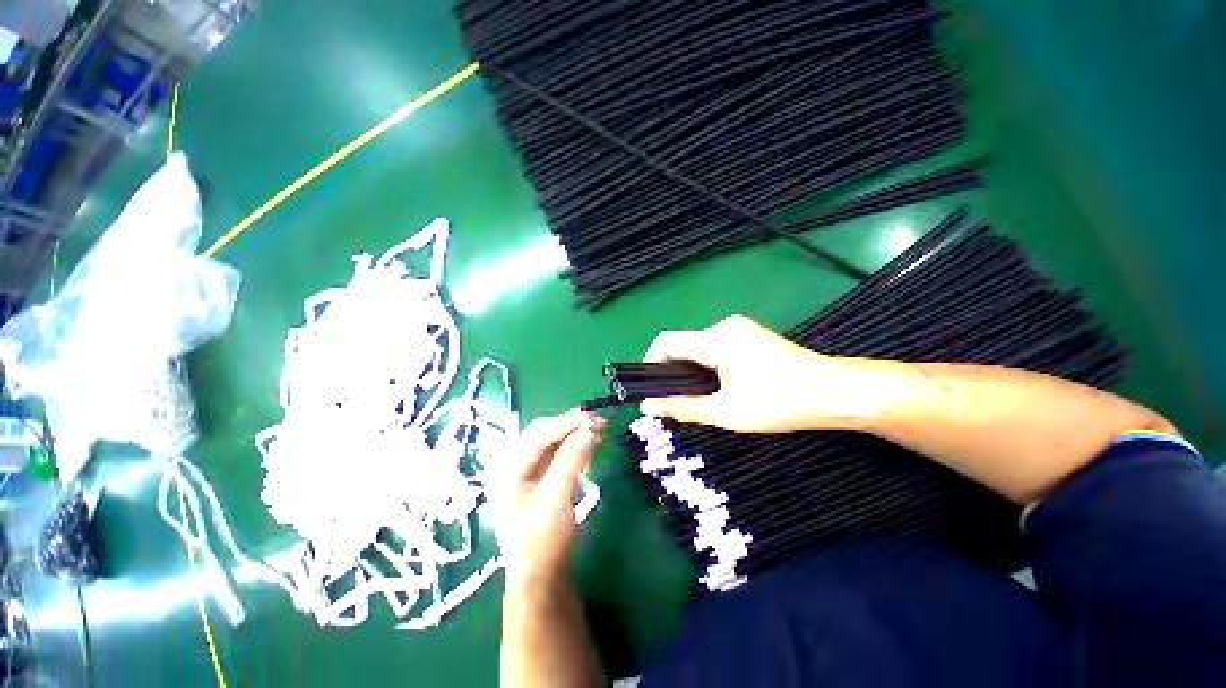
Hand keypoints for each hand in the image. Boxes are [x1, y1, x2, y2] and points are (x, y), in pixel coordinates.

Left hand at [488, 409, 602, 590]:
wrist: (539, 578)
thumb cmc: (542, 542)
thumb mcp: (555, 500)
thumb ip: (570, 462)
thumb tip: (589, 430)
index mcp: (507, 467)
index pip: (539, 433)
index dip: (567, 422)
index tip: (594, 418)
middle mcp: (512, 463)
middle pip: (543, 432)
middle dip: (571, 426)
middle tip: (599, 423)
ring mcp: (523, 470)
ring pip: (550, 440)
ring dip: (573, 434)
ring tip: (596, 434)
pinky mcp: (536, 477)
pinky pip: (555, 453)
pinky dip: (571, 447)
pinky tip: (585, 449)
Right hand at [640, 315, 864, 432]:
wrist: (834, 391)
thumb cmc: (779, 403)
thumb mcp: (726, 411)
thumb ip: (682, 407)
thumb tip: (646, 407)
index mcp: (716, 339)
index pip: (666, 342)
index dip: (649, 363)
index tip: (648, 389)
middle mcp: (724, 326)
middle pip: (682, 344)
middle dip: (671, 371)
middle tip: (673, 401)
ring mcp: (738, 328)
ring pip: (698, 347)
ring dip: (690, 370)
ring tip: (696, 398)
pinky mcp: (749, 335)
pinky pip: (714, 347)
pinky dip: (706, 366)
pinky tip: (717, 386)